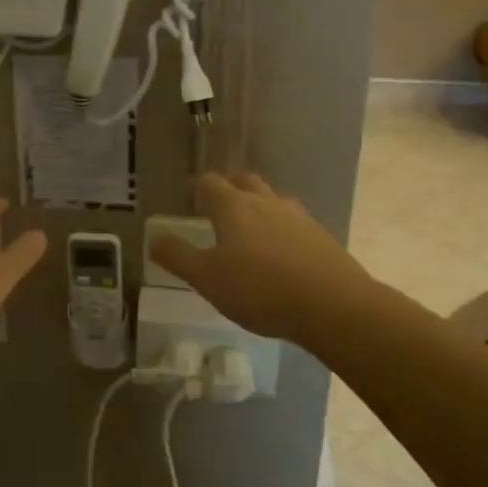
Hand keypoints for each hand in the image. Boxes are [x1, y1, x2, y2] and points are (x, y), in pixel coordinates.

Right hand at [149, 173, 374, 340]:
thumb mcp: (207, 278)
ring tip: (249, 234)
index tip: (189, 200)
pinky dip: (281, 230)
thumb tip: (154, 239)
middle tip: (218, 210)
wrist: (333, 305)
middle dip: (229, 190)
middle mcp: (265, 201)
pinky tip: (280, 256)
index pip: (209, 182)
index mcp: (233, 206)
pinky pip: (293, 223)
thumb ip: (178, 257)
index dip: (197, 188)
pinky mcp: (321, 236)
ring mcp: (297, 217)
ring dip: (258, 208)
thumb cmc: (260, 289)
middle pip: (244, 181)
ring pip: (272, 200)